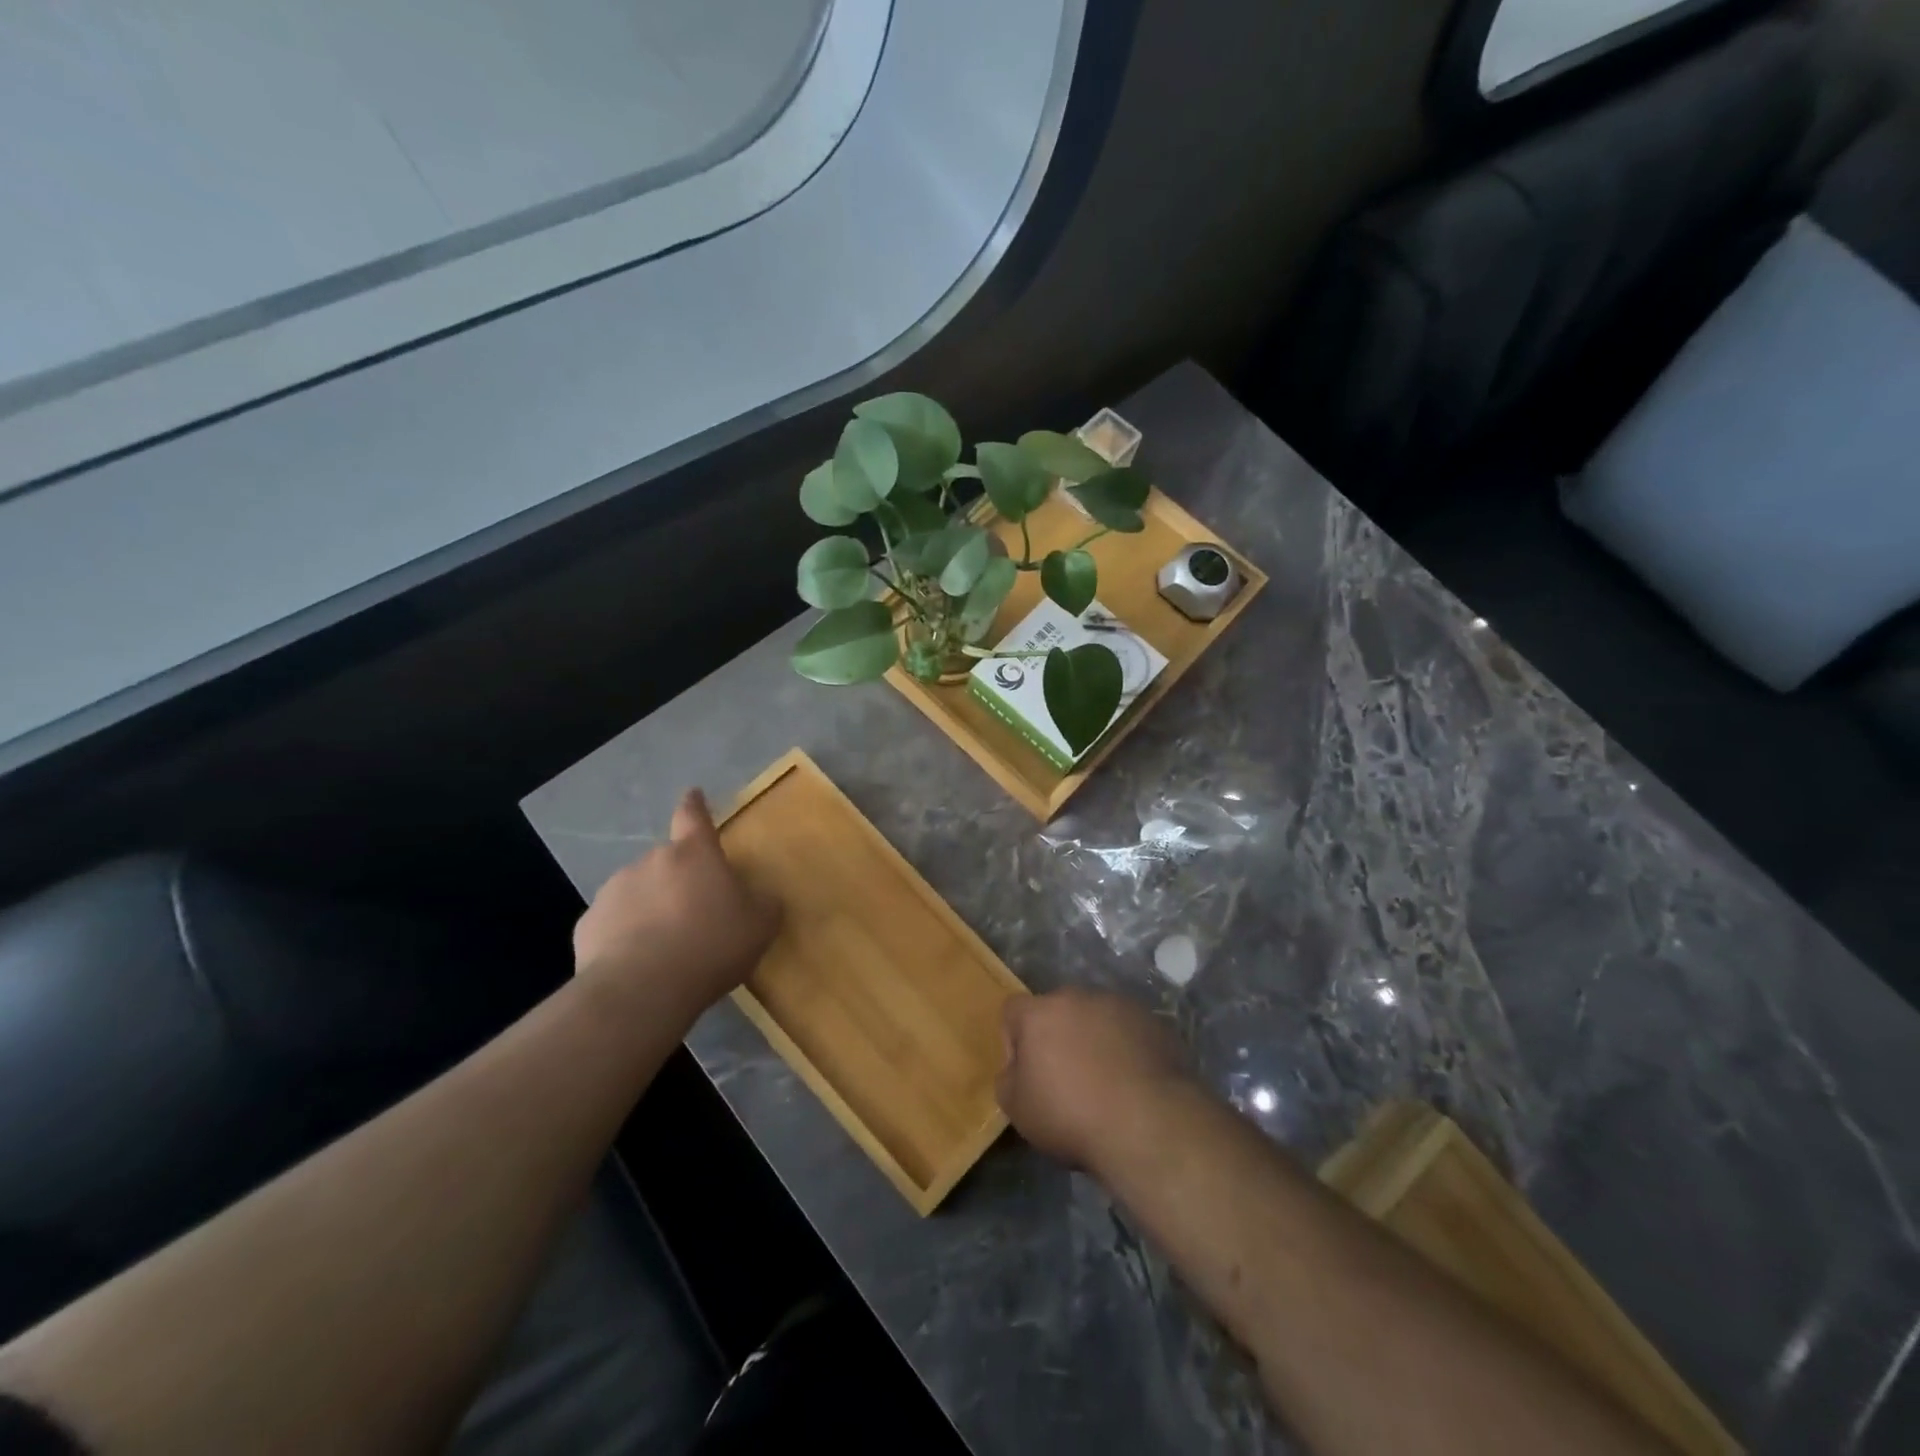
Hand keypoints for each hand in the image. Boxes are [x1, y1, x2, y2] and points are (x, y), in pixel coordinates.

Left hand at [573, 789, 779, 1021]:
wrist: (642, 989)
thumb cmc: (710, 945)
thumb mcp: (760, 926)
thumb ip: (764, 903)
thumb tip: (761, 897)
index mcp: (694, 854)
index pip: (694, 817)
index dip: (695, 805)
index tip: (692, 794)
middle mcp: (651, 861)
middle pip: (668, 862)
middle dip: (678, 880)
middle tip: (694, 913)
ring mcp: (614, 890)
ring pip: (639, 891)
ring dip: (651, 907)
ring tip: (665, 946)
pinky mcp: (588, 924)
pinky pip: (614, 923)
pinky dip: (625, 935)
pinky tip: (638, 963)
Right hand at [997, 988, 1188, 1170]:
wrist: (1146, 1123)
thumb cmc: (1071, 1115)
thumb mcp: (1017, 1109)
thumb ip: (1008, 1078)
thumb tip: (1018, 1068)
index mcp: (1040, 1013)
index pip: (1013, 1010)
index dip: (1014, 1040)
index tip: (1027, 1073)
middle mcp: (1078, 997)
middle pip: (1058, 1010)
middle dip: (1058, 1036)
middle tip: (1067, 1077)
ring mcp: (1119, 1005)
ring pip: (1096, 1017)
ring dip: (1094, 1039)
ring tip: (1106, 1081)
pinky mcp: (1152, 1021)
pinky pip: (1129, 1029)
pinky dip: (1126, 1047)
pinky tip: (1133, 1081)